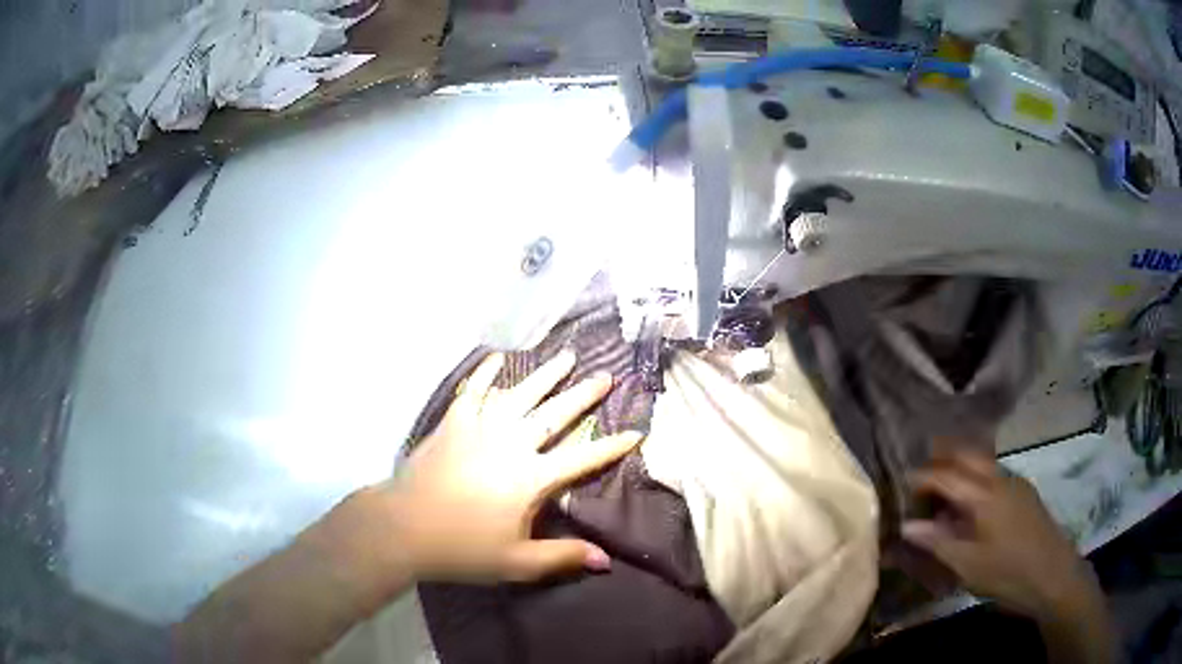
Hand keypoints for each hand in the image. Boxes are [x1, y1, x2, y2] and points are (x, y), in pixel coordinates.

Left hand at [382, 351, 642, 583]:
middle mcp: (511, 444)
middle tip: (605, 376)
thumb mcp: (517, 563)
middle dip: (584, 395)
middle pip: (555, 414)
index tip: (636, 431)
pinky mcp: (453, 423)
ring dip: (545, 375)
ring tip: (566, 356)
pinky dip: (485, 373)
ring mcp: (480, 428)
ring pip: (520, 394)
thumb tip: (606, 560)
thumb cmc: (462, 548)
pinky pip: (472, 391)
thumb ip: (563, 557)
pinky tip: (497, 358)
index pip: (582, 458)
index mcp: (531, 478)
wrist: (405, 527)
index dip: (611, 447)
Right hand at [901, 447, 1091, 619]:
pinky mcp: (1023, 493)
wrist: (1053, 575)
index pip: (946, 474)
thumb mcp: (967, 565)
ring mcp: (1014, 482)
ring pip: (981, 461)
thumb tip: (906, 526)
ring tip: (940, 489)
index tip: (899, 485)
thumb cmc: (1007, 573)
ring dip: (958, 466)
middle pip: (966, 454)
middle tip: (918, 478)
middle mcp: (999, 478)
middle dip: (940, 459)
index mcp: (984, 494)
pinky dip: (974, 477)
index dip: (920, 477)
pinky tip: (969, 502)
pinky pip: (992, 474)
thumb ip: (938, 542)